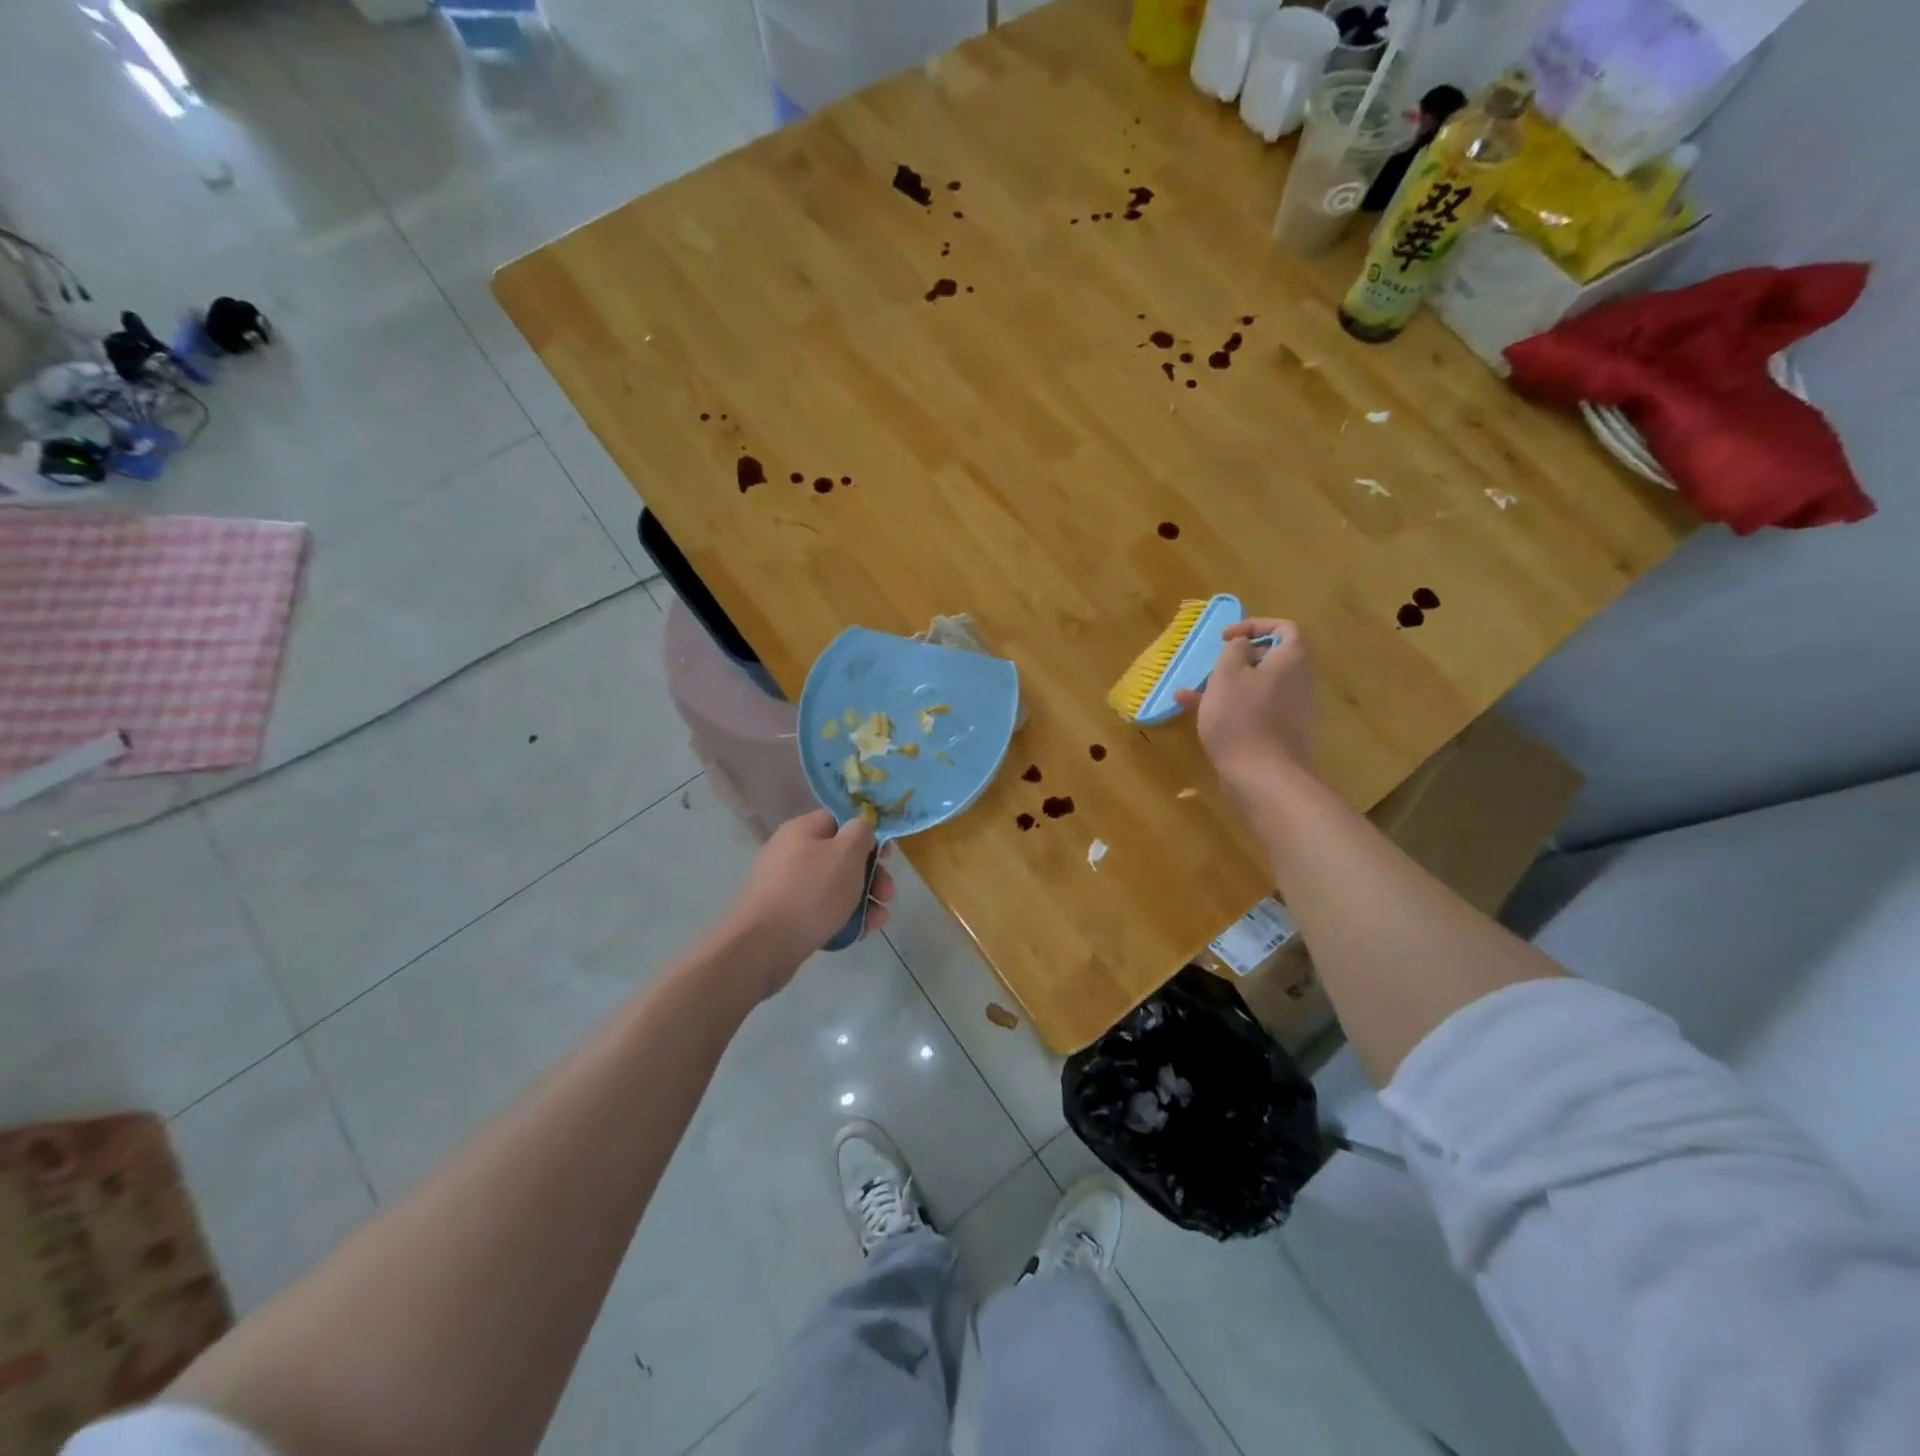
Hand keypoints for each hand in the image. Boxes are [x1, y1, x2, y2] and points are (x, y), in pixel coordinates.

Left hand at [729, 810, 894, 989]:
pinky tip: (859, 933)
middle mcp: (791, 852)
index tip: (887, 857)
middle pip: (841, 856)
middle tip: (887, 895)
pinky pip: (821, 909)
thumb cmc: (812, 891)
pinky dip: (842, 917)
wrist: (766, 945)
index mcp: (802, 830)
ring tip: (878, 921)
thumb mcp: (847, 853)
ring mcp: (786, 885)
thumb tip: (862, 824)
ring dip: (863, 900)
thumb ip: (861, 831)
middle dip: (871, 876)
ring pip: (835, 886)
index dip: (868, 836)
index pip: (840, 821)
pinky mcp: (786, 914)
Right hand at [1172, 619, 1316, 787]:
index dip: (1255, 626)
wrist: (1263, 776)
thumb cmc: (1241, 717)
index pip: (1284, 628)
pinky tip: (1199, 716)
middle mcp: (1301, 681)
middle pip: (1273, 659)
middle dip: (1239, 660)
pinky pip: (1258, 710)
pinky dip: (1233, 708)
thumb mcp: (1227, 674)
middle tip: (1214, 667)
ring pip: (1260, 687)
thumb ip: (1235, 651)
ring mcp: (1295, 710)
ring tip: (1194, 693)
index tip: (1226, 638)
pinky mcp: (1284, 734)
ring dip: (1230, 686)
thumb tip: (1244, 646)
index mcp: (1292, 660)